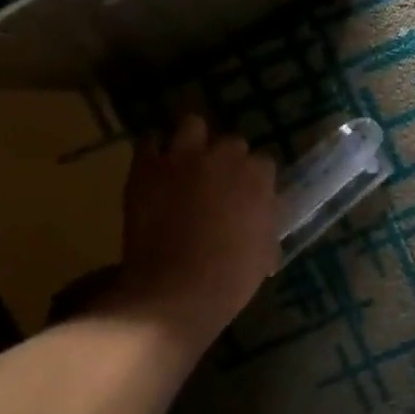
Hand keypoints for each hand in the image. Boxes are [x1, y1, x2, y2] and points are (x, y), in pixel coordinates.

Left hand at [111, 114, 279, 342]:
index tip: (250, 197)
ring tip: (188, 163)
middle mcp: (223, 159)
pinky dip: (155, 152)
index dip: (256, 180)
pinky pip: (149, 142)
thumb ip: (267, 223)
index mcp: (258, 180)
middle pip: (232, 143)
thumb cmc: (232, 278)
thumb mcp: (265, 252)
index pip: (264, 164)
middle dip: (227, 159)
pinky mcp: (147, 167)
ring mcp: (183, 159)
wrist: (178, 288)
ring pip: (192, 125)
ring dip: (193, 141)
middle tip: (219, 184)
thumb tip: (266, 215)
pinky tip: (157, 170)